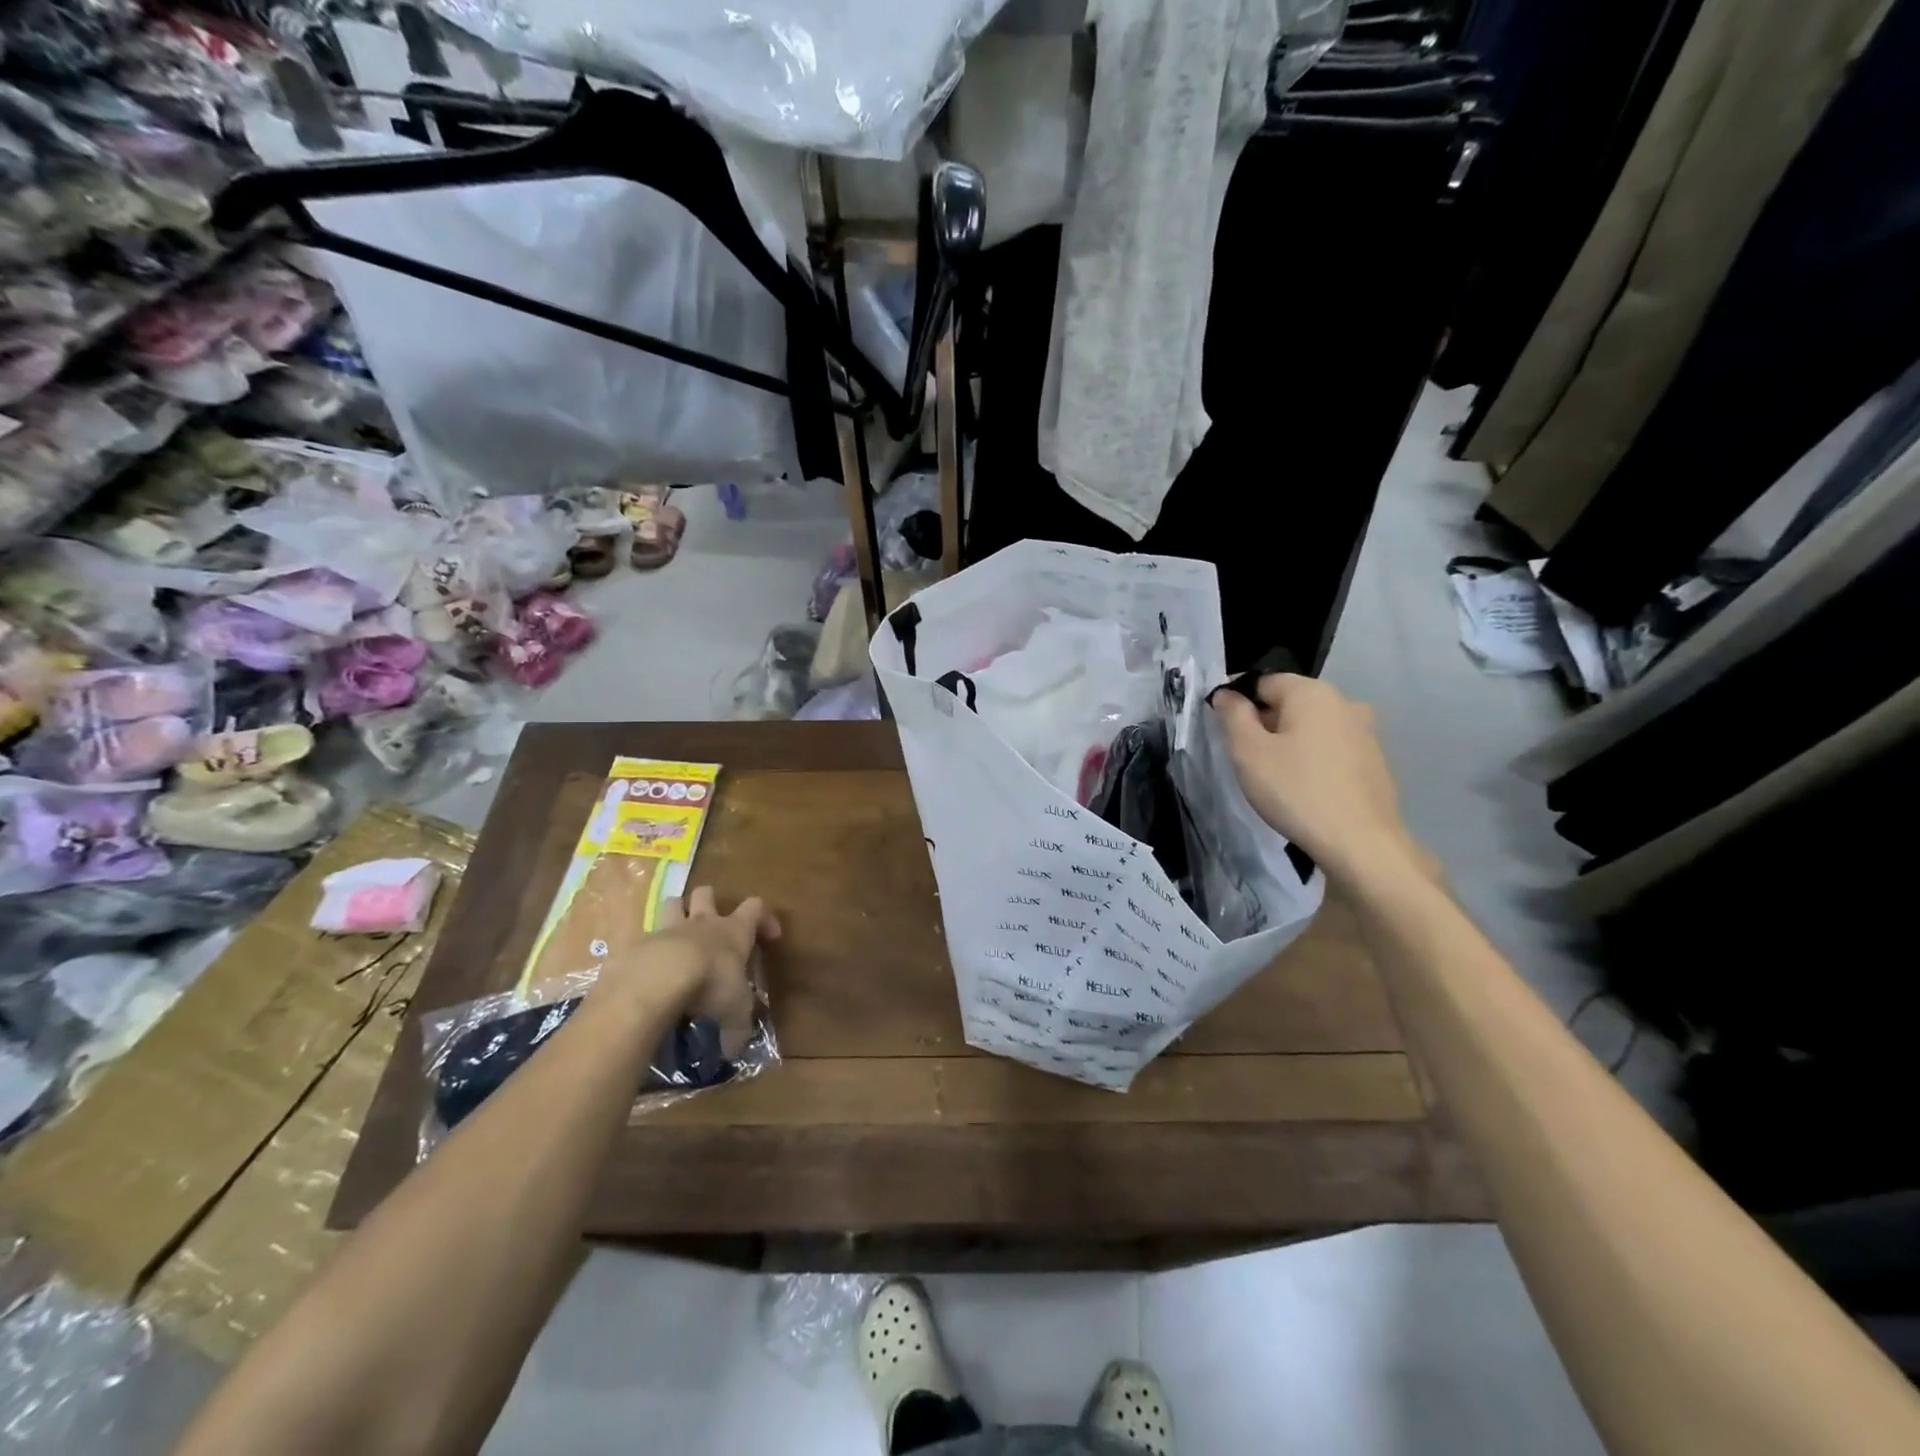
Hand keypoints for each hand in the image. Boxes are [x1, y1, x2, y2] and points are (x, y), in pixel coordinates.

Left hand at [605, 887, 781, 1053]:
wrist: (658, 979)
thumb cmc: (711, 985)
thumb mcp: (735, 1012)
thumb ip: (737, 1030)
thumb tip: (734, 1051)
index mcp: (733, 931)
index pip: (756, 907)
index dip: (764, 918)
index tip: (770, 938)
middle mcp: (702, 923)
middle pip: (707, 892)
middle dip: (709, 902)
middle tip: (711, 926)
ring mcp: (667, 929)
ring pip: (673, 903)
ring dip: (676, 914)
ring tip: (677, 936)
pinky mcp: (637, 943)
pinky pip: (642, 937)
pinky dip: (646, 949)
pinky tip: (647, 970)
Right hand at [1212, 674, 1427, 885]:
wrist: (1360, 843)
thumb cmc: (1295, 791)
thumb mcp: (1248, 752)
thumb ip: (1233, 715)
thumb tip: (1226, 694)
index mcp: (1312, 692)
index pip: (1262, 681)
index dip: (1236, 700)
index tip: (1222, 728)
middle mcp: (1344, 702)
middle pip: (1290, 702)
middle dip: (1264, 721)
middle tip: (1244, 756)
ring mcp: (1365, 732)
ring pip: (1312, 726)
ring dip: (1289, 740)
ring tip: (1273, 774)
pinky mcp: (1375, 761)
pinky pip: (1332, 748)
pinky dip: (1312, 758)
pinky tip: (1303, 787)